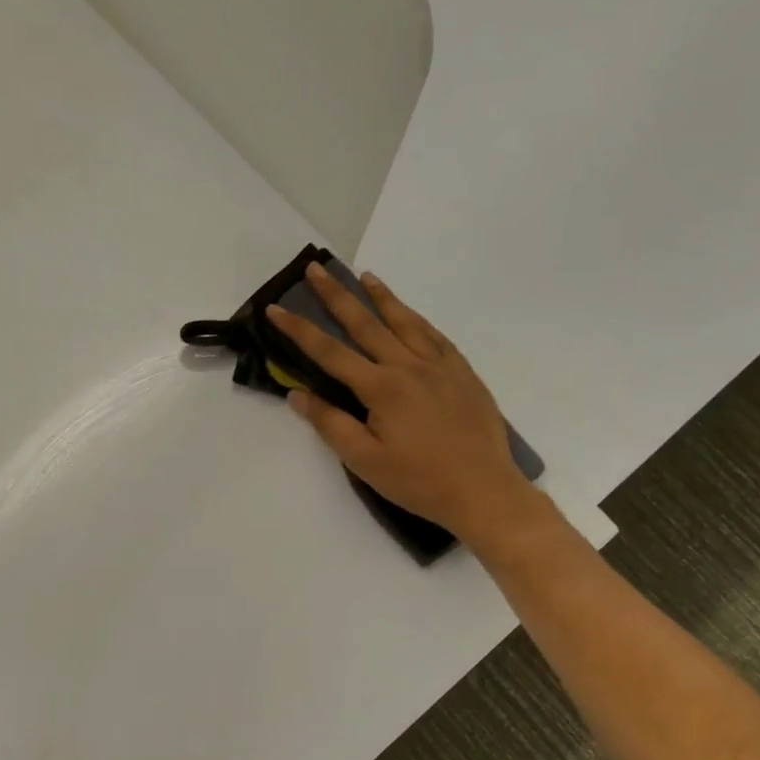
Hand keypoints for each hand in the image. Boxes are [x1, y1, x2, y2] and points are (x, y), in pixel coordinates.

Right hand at [265, 265, 537, 544]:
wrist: (484, 491)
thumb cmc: (418, 481)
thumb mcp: (364, 460)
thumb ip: (330, 424)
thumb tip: (298, 394)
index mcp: (381, 387)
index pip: (329, 352)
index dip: (299, 330)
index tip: (275, 308)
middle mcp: (408, 366)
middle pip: (366, 323)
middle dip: (337, 296)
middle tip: (316, 268)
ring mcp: (439, 366)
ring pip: (404, 321)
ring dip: (381, 297)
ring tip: (365, 276)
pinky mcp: (462, 373)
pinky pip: (435, 336)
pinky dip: (417, 319)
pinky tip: (409, 313)